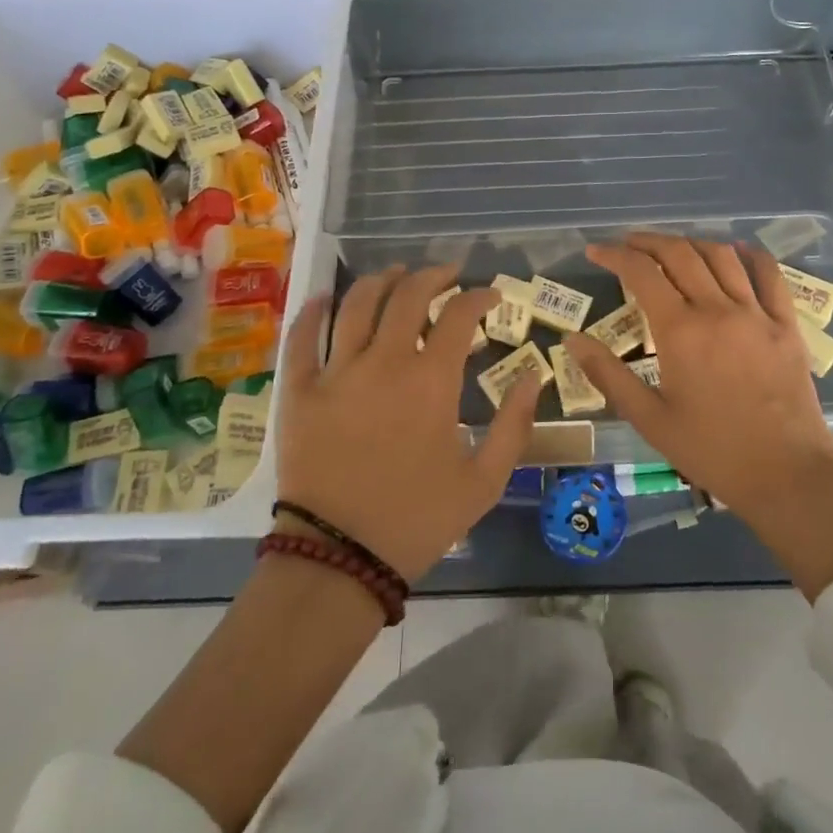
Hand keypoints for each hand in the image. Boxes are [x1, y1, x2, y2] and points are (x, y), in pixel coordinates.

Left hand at [277, 264, 540, 581]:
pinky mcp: (299, 390)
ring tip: (395, 275)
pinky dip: (314, 310)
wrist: (340, 558)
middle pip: (408, 295)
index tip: (490, 296)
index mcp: (431, 381)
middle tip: (446, 275)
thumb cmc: (418, 519)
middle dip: (433, 276)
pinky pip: (302, 337)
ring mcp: (336, 372)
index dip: (479, 296)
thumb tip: (533, 376)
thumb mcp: (484, 481)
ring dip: (380, 280)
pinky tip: (325, 297)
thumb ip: (514, 425)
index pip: (460, 315)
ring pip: (357, 303)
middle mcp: (384, 362)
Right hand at [564, 234, 832, 598]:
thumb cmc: (711, 451)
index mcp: (680, 331)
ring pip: (721, 257)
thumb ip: (608, 375)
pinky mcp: (786, 325)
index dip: (614, 255)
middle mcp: (717, 310)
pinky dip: (750, 255)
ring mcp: (757, 314)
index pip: (641, 273)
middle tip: (628, 244)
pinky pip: (770, 275)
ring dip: (691, 242)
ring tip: (672, 247)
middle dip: (648, 241)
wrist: (786, 476)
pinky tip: (737, 250)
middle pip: (679, 254)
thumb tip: (571, 339)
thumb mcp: (649, 419)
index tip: (595, 251)